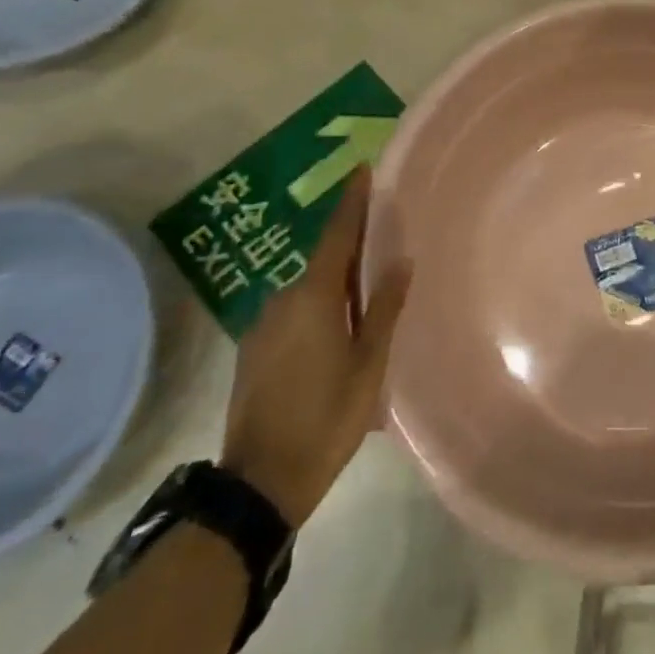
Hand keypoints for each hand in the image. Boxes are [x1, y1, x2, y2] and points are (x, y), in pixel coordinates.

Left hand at [220, 167, 411, 527]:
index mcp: (314, 297)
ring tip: (365, 301)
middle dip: (351, 250)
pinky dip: (317, 310)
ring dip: (335, 287)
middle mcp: (282, 300)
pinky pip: (293, 313)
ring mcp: (262, 326)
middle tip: (383, 248)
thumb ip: (385, 308)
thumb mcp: (369, 364)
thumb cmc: (326, 418)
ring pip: (308, 291)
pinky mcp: (253, 351)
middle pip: (324, 261)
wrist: (258, 484)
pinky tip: (335, 334)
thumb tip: (401, 261)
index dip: (351, 201)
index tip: (362, 169)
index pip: (337, 234)